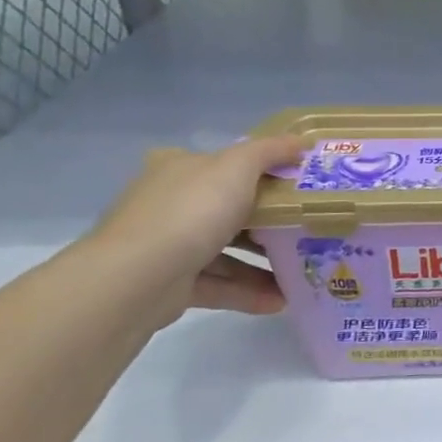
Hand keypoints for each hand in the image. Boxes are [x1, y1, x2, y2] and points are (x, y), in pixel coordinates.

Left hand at [85, 136, 306, 323]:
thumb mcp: (238, 166)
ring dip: (263, 263)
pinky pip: (218, 285)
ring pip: (225, 251)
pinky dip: (247, 292)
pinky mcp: (169, 285)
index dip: (261, 171)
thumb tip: (301, 141)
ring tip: (300, 272)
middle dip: (268, 222)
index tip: (297, 184)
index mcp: (179, 169)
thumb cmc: (191, 211)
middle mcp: (169, 204)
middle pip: (228, 209)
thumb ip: (271, 151)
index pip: (224, 164)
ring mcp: (167, 246)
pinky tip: (279, 301)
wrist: (136, 279)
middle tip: (305, 229)